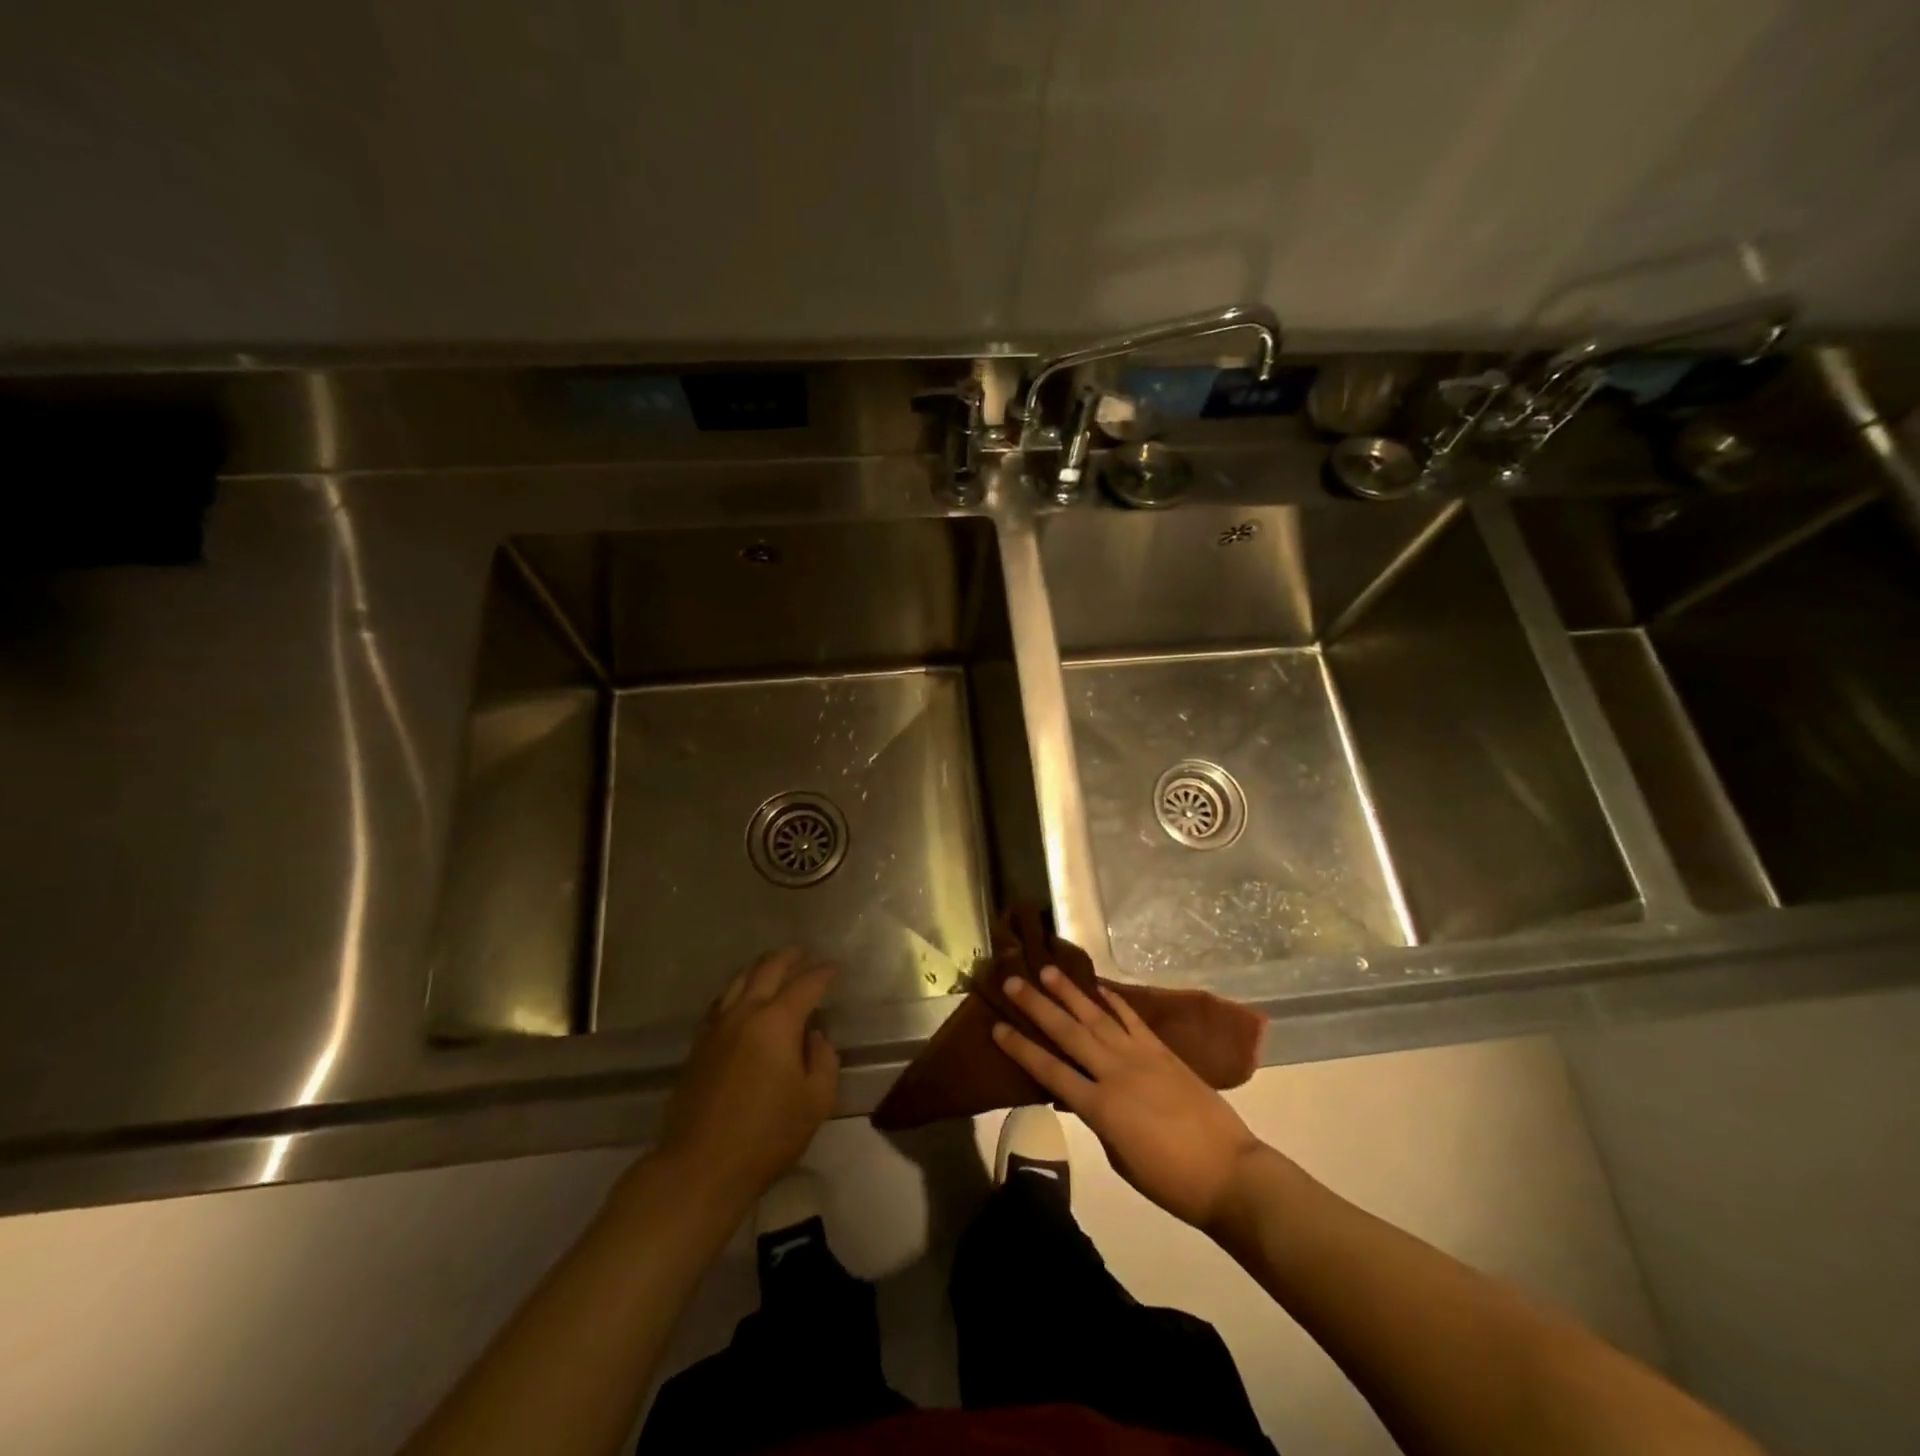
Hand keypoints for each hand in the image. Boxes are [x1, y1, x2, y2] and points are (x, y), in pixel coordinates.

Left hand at [652, 948, 839, 1211]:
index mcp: (777, 1022)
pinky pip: (720, 1003)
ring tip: (772, 966)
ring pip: (738, 981)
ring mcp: (716, 1028)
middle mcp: (745, 1013)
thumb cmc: (767, 1136)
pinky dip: (736, 990)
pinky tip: (740, 998)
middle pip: (767, 970)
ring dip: (759, 968)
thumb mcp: (816, 1102)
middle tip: (803, 952)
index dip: (824, 973)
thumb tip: (814, 1036)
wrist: (700, 1166)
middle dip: (788, 957)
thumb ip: (824, 1060)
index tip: (836, 968)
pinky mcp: (698, 1045)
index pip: (806, 985)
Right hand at [995, 967, 1264, 1230]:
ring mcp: (1141, 1057)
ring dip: (1070, 992)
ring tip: (1048, 970)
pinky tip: (1098, 987)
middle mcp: (1115, 1073)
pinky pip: (1132, 1019)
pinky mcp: (1163, 1051)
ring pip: (1097, 1017)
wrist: (1229, 1173)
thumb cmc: (1170, 1180)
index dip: (1021, 1048)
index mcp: (1100, 1107)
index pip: (1050, 1071)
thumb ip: (1097, 1119)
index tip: (997, 1026)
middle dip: (1037, 1006)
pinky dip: (1114, 1001)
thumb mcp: (1119, 1157)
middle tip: (1013, 981)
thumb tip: (1082, 1094)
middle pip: (1068, 1033)